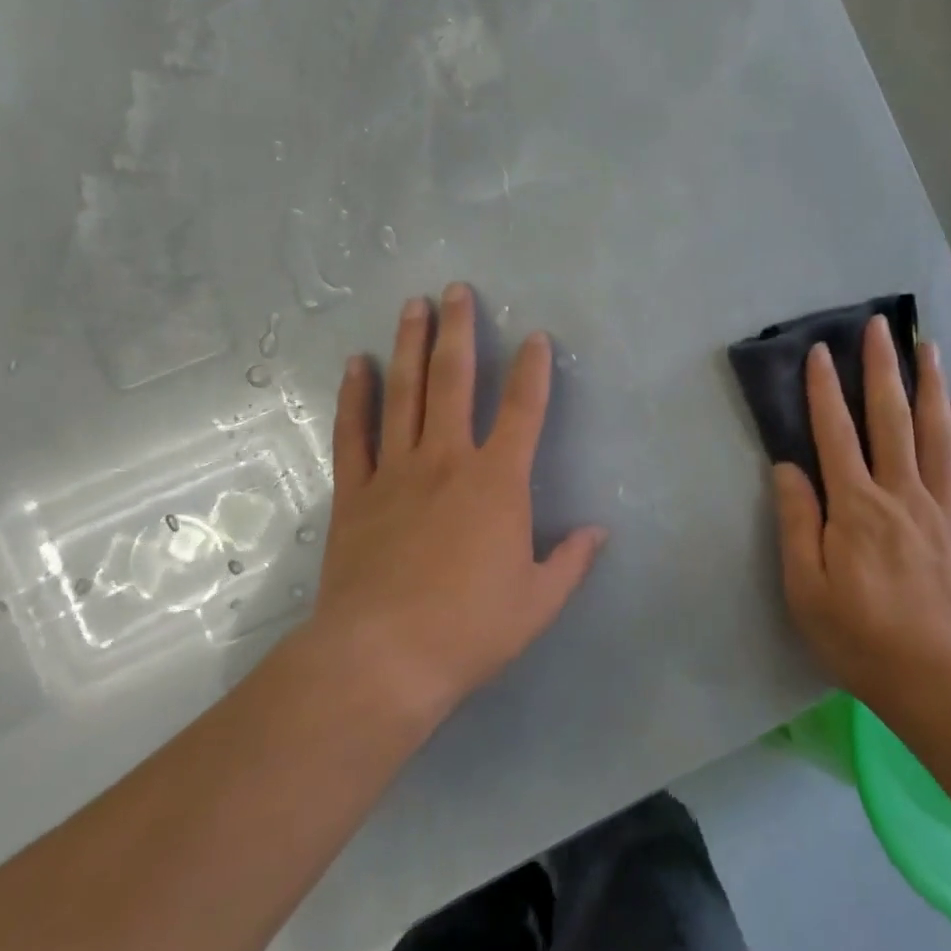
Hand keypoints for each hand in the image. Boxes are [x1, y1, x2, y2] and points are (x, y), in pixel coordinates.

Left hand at [301, 283, 606, 726]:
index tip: (536, 337)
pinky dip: (355, 397)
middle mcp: (447, 460)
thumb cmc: (470, 629)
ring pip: (405, 393)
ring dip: (411, 346)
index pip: (524, 410)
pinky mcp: (356, 493)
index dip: (534, 370)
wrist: (382, 660)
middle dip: (460, 331)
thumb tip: (597, 531)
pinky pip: (354, 433)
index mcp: (497, 482)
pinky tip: (358, 365)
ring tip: (414, 306)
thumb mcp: (539, 602)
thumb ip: (571, 561)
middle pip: (455, 381)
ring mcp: (396, 472)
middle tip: (458, 290)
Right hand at [771, 315, 950, 721]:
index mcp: (855, 507)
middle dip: (883, 368)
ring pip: (935, 433)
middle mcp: (900, 493)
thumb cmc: (857, 634)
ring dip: (930, 385)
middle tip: (880, 326)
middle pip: (891, 418)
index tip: (821, 351)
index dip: (825, 390)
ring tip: (929, 346)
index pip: (836, 433)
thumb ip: (797, 521)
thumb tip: (787, 466)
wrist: (934, 678)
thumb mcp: (805, 585)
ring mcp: (939, 507)